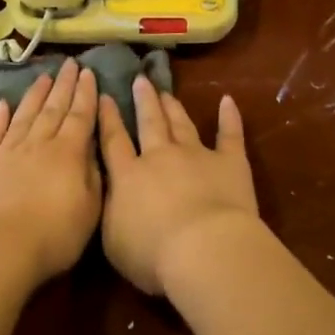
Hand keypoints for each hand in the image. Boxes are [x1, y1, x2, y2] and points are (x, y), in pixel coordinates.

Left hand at [0, 59, 100, 287]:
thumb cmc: (53, 236)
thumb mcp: (90, 210)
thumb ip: (93, 175)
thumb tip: (92, 149)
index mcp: (68, 153)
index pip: (80, 116)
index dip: (86, 94)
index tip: (89, 73)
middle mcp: (38, 144)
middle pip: (53, 109)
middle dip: (64, 85)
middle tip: (69, 64)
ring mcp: (6, 152)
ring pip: (24, 115)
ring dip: (35, 95)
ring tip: (43, 76)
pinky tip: (2, 105)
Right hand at [98, 76, 259, 295]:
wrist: (204, 249)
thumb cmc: (153, 254)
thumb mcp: (114, 240)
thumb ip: (110, 211)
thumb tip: (109, 192)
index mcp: (129, 176)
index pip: (113, 141)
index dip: (108, 118)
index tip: (105, 96)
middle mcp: (160, 157)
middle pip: (150, 123)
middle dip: (144, 100)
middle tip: (140, 80)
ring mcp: (197, 155)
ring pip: (182, 124)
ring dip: (173, 106)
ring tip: (166, 91)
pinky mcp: (229, 162)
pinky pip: (229, 134)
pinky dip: (229, 117)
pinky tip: (228, 100)